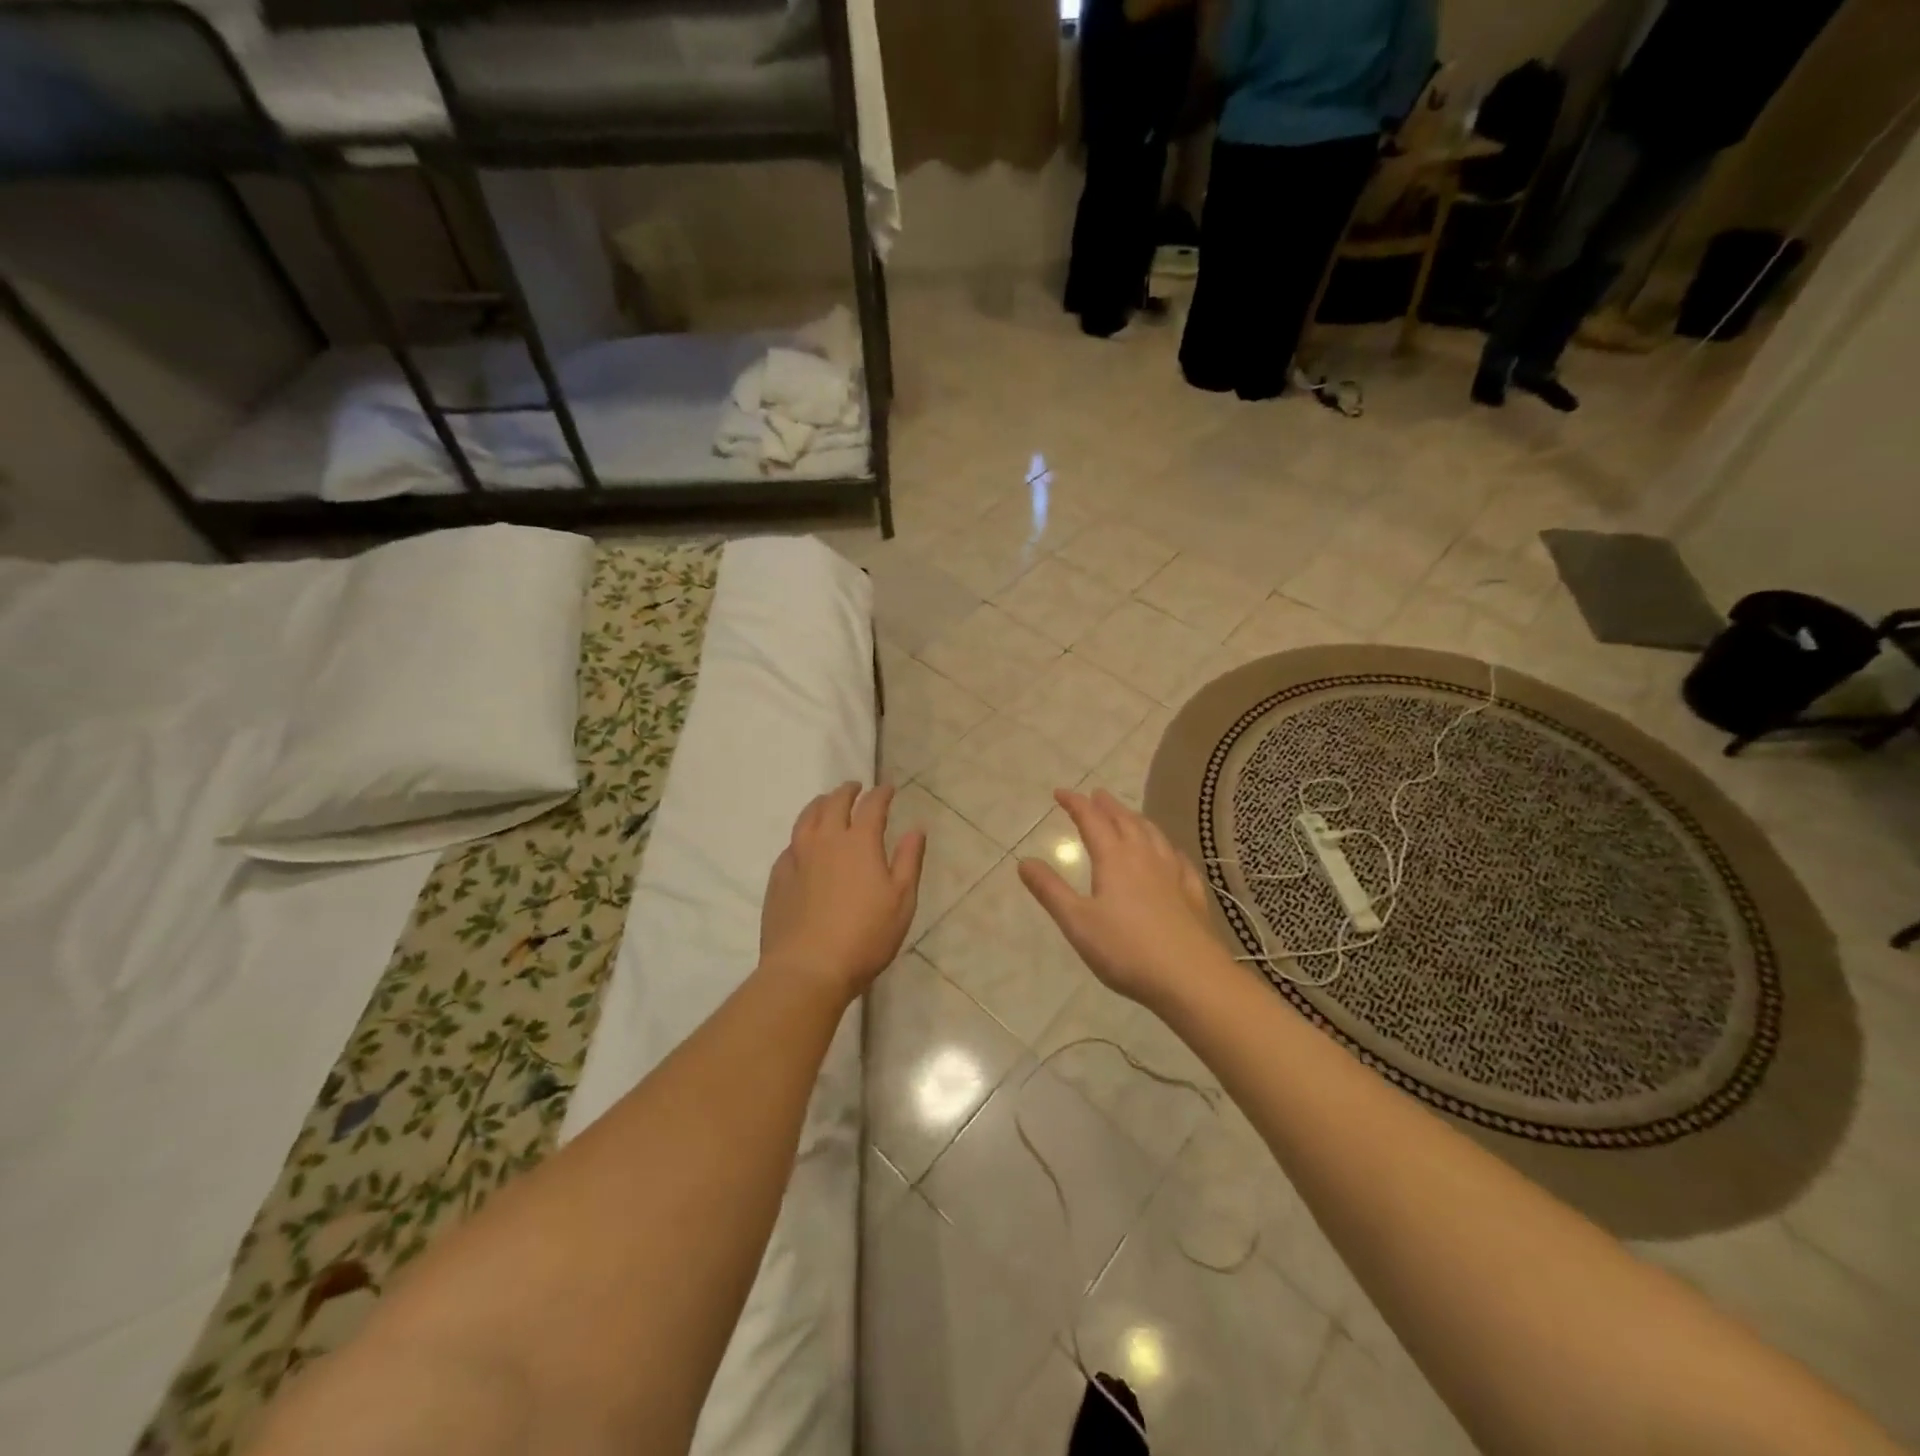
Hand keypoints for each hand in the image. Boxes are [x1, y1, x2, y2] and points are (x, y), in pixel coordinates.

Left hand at [759, 782, 925, 1003]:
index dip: (881, 794)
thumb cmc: (865, 936)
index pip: (872, 806)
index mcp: (859, 842)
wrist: (807, 968)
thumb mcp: (901, 901)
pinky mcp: (778, 877)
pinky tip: (803, 843)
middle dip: (847, 791)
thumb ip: (909, 860)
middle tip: (856, 787)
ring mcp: (797, 857)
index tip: (888, 788)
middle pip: (834, 803)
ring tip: (826, 802)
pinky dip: (801, 834)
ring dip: (820, 804)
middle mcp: (825, 840)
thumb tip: (916, 828)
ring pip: (806, 818)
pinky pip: (791, 844)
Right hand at [1018, 788, 1226, 1010]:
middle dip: (1108, 806)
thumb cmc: (1126, 950)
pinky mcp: (1193, 894)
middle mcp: (1145, 857)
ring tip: (1129, 815)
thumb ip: (1050, 890)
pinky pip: (1179, 859)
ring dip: (1137, 820)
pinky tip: (1171, 854)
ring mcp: (1173, 874)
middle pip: (1125, 821)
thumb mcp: (1077, 922)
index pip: (1091, 820)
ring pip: (1153, 835)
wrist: (1191, 977)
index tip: (1060, 792)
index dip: (1075, 803)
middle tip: (1096, 795)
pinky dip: (1168, 848)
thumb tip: (1024, 861)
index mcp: (1114, 858)